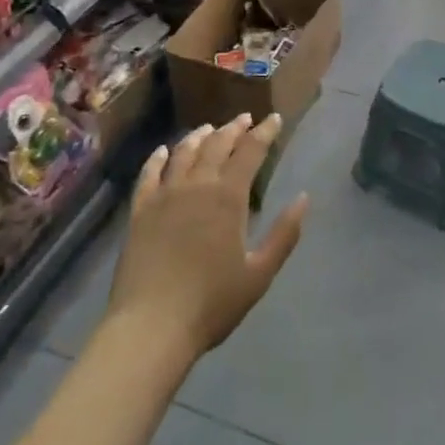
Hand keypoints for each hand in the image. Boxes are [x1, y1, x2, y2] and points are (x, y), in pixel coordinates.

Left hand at [105, 114, 309, 361]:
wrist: (151, 326)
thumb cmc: (212, 303)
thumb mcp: (259, 274)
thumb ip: (284, 234)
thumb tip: (304, 198)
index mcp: (228, 197)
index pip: (250, 152)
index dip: (264, 133)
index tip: (275, 118)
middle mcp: (196, 185)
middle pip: (217, 145)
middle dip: (234, 128)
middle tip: (245, 119)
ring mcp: (164, 195)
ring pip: (183, 153)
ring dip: (200, 136)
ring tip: (210, 129)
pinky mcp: (140, 210)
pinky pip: (149, 173)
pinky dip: (158, 157)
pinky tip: (164, 151)